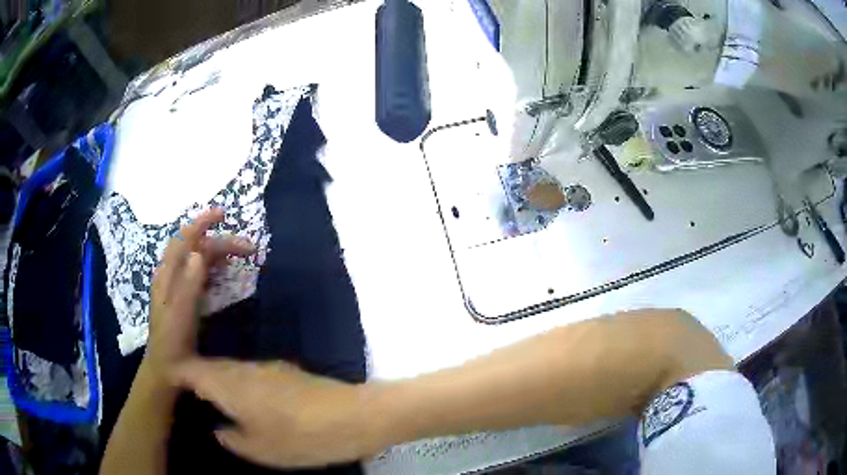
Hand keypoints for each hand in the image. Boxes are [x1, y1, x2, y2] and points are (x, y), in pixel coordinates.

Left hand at [146, 208, 254, 378]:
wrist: (167, 366)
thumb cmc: (173, 341)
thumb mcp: (181, 314)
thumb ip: (189, 283)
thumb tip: (200, 252)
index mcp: (168, 274)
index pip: (184, 238)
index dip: (202, 222)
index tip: (223, 213)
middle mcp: (171, 274)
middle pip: (195, 247)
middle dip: (221, 242)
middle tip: (249, 248)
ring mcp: (176, 284)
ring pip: (198, 258)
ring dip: (219, 252)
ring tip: (241, 254)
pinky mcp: (183, 295)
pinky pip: (199, 272)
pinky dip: (214, 265)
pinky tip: (224, 269)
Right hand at [173, 359, 381, 467]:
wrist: (354, 416)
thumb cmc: (302, 438)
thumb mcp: (261, 449)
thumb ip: (233, 439)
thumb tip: (218, 429)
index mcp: (230, 385)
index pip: (192, 369)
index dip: (176, 372)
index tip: (166, 379)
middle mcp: (244, 369)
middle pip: (211, 366)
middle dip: (195, 375)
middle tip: (185, 390)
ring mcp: (267, 367)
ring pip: (231, 368)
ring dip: (217, 378)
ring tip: (209, 397)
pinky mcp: (286, 371)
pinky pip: (249, 373)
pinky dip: (237, 382)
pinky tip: (243, 399)